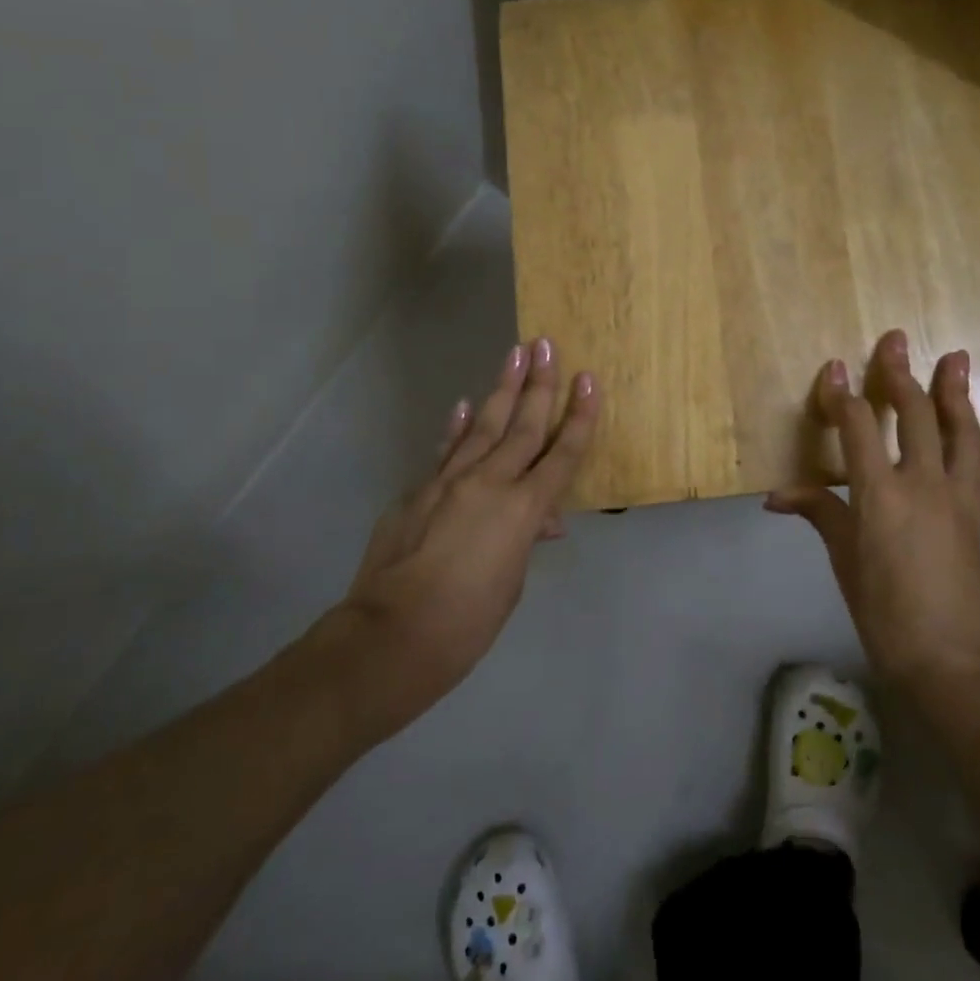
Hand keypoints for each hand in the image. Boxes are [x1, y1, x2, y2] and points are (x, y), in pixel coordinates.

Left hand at [305, 338, 597, 744]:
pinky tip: (465, 404)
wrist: (390, 635)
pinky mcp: (419, 490)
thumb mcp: (511, 583)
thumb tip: (542, 520)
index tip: (588, 379)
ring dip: (502, 388)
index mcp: (523, 510)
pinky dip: (458, 427)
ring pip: (484, 425)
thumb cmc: (466, 623)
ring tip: (515, 353)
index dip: (580, 417)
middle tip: (547, 344)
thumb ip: (526, 540)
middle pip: (523, 426)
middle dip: (540, 384)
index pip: (562, 455)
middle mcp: (490, 483)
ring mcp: (449, 481)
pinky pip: (446, 451)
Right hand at [767, 329, 979, 714]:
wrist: (950, 660)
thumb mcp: (844, 560)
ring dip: (956, 392)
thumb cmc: (884, 612)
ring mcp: (957, 496)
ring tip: (956, 358)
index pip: (857, 427)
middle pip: (913, 415)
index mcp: (880, 493)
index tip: (835, 367)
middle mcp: (922, 482)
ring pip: (959, 431)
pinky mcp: (978, 513)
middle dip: (900, 375)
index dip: (842, 395)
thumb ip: (818, 513)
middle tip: (895, 339)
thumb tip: (777, 496)